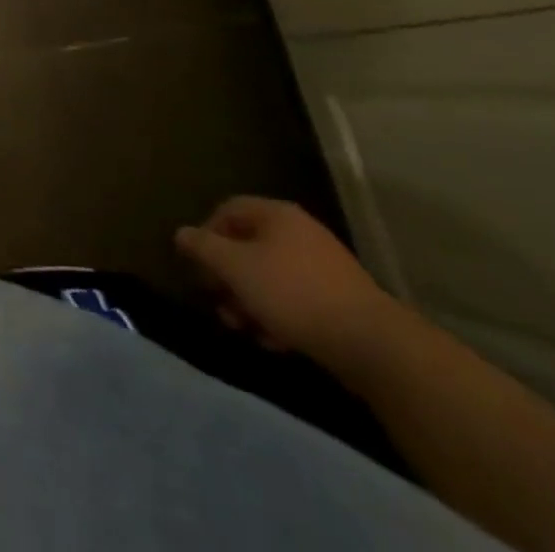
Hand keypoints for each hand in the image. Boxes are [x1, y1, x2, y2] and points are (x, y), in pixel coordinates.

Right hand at [174, 197, 399, 370]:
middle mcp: (300, 232)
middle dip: (228, 276)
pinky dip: (277, 315)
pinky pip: (295, 298)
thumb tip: (181, 233)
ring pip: (270, 275)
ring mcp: (323, 266)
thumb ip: (203, 248)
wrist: (372, 344)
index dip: (206, 234)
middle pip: (248, 245)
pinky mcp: (340, 300)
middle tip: (218, 303)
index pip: (227, 210)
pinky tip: (273, 341)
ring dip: (249, 299)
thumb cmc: (292, 293)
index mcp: (276, 214)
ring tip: (242, 327)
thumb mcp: (235, 267)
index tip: (198, 266)